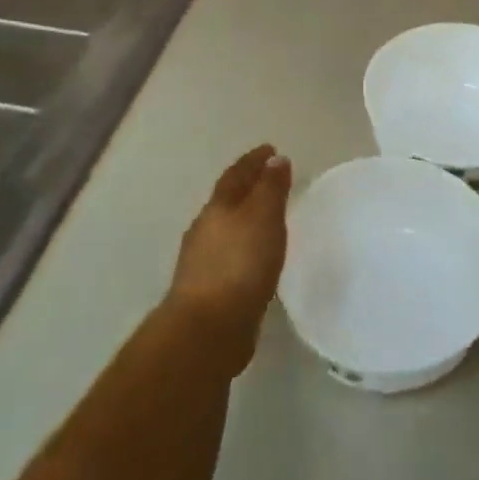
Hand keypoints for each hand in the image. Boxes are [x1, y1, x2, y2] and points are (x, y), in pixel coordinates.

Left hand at [168, 144, 292, 374]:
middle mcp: (205, 230)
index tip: (270, 149)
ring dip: (245, 219)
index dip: (253, 161)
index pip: (236, 175)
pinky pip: (231, 256)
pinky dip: (245, 247)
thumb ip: (270, 188)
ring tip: (267, 218)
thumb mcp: (263, 217)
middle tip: (271, 180)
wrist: (208, 329)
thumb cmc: (240, 264)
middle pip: (228, 200)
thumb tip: (275, 159)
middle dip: (248, 187)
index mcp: (218, 208)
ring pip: (227, 229)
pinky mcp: (210, 291)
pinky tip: (256, 258)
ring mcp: (203, 262)